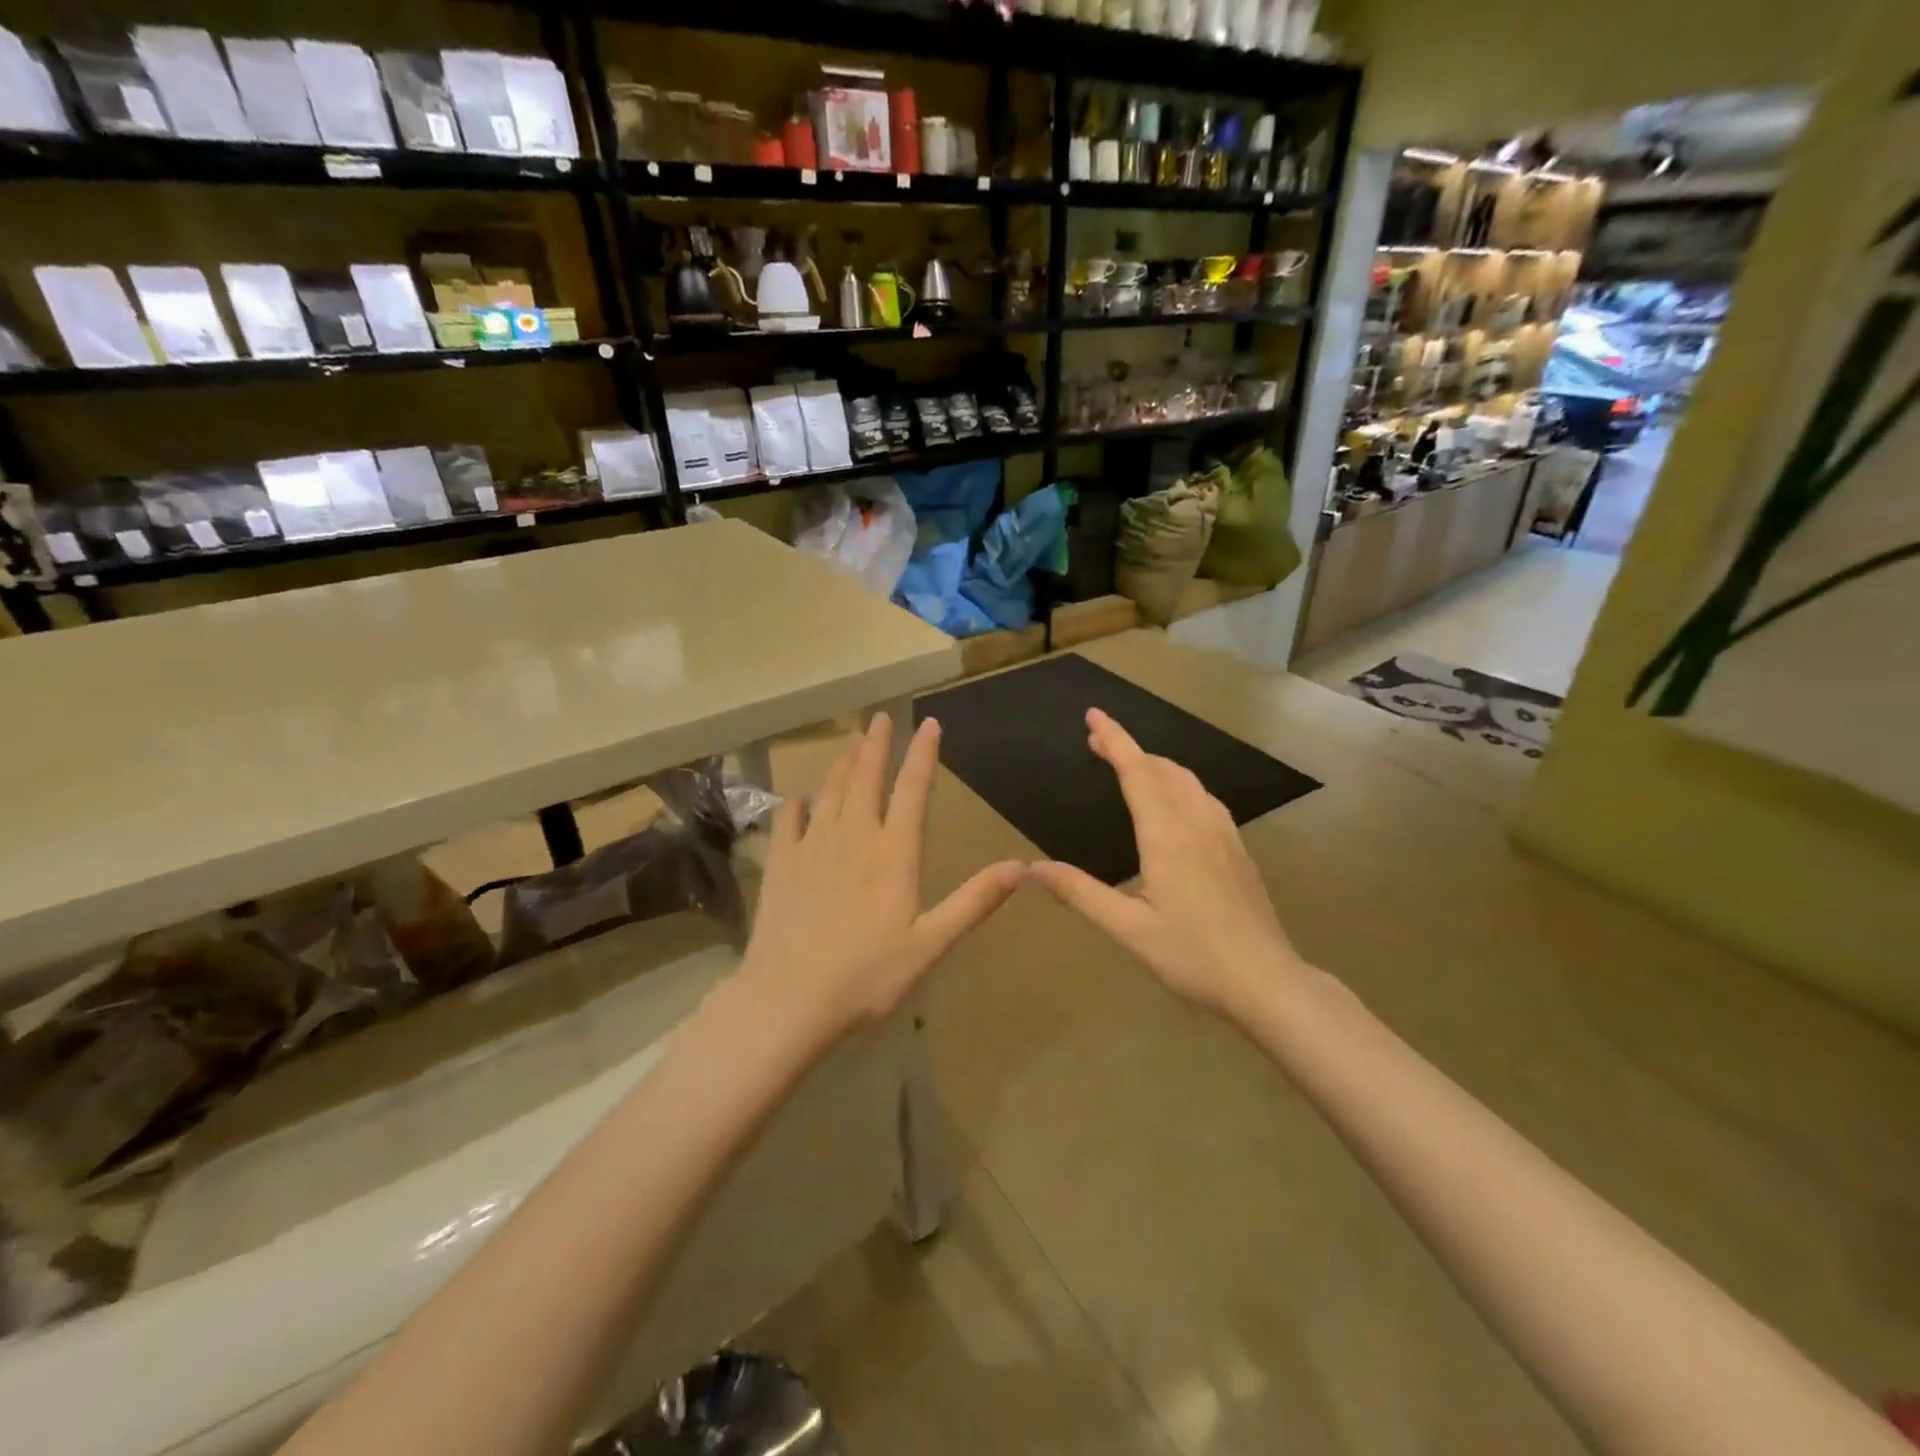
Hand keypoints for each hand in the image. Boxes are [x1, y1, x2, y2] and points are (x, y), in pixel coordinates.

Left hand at [742, 713, 1024, 1038]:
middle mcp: (853, 837)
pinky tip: (798, 799)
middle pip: (865, 778)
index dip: (922, 754)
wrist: (789, 1000)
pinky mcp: (781, 865)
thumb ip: (975, 902)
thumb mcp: (931, 944)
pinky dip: (796, 805)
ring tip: (849, 744)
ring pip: (829, 792)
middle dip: (875, 745)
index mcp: (893, 853)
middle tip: (879, 718)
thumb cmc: (868, 976)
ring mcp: (812, 848)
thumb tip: (1022, 866)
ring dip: (841, 764)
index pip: (912, 789)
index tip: (928, 723)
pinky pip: (788, 822)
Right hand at [1030, 708, 1307, 1020]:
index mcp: (1167, 836)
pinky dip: (1179, 783)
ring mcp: (1223, 834)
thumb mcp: (1129, 930)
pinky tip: (1176, 802)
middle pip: (1162, 769)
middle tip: (1097, 742)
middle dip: (1129, 749)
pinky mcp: (1237, 849)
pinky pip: (1205, 798)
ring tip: (1131, 766)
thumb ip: (1080, 894)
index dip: (1114, 740)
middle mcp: (1197, 823)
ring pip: (1188, 781)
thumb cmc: (1193, 955)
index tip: (1094, 715)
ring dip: (1156, 764)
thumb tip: (1032, 868)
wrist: (1267, 980)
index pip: (1137, 772)